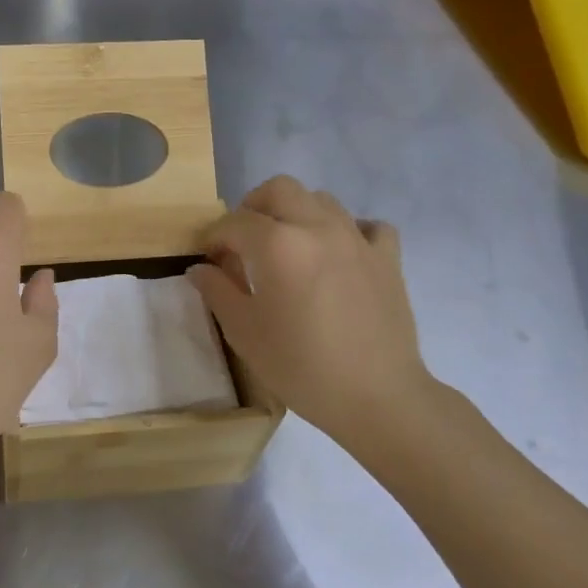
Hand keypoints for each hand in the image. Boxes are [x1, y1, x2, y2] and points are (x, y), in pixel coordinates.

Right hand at [188, 175, 438, 456]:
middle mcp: (317, 227)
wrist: (377, 397)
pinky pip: (367, 226)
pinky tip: (339, 255)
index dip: (214, 236)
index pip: (235, 222)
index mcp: (278, 244)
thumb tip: (200, 268)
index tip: (208, 258)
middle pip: (279, 190)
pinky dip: (349, 231)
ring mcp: (357, 239)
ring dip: (297, 213)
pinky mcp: (388, 257)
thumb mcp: (245, 332)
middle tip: (244, 240)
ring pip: (321, 199)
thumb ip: (217, 291)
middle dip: (253, 207)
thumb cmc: (301, 366)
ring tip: (288, 246)